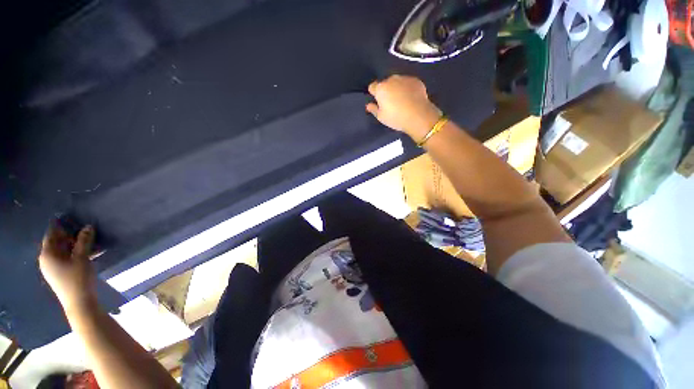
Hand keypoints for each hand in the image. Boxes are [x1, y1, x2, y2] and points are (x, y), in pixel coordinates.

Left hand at [39, 225, 97, 313]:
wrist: (79, 302)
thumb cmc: (78, 278)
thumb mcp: (82, 258)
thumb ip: (84, 241)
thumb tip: (88, 226)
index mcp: (47, 254)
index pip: (52, 235)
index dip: (61, 226)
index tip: (72, 219)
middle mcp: (46, 260)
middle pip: (56, 243)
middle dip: (70, 236)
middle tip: (84, 230)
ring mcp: (53, 268)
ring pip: (63, 251)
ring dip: (74, 245)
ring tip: (89, 241)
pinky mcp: (60, 273)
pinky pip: (66, 258)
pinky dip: (75, 253)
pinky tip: (87, 253)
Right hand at [366, 75, 442, 140]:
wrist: (418, 115)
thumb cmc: (396, 117)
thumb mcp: (381, 117)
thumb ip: (373, 109)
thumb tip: (368, 105)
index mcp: (380, 88)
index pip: (372, 86)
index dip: (374, 93)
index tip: (377, 101)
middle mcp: (391, 79)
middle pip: (385, 83)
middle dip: (386, 90)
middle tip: (390, 103)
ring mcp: (404, 78)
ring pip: (397, 82)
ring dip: (397, 88)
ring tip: (401, 100)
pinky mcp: (415, 80)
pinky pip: (408, 83)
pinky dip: (407, 88)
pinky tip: (410, 98)